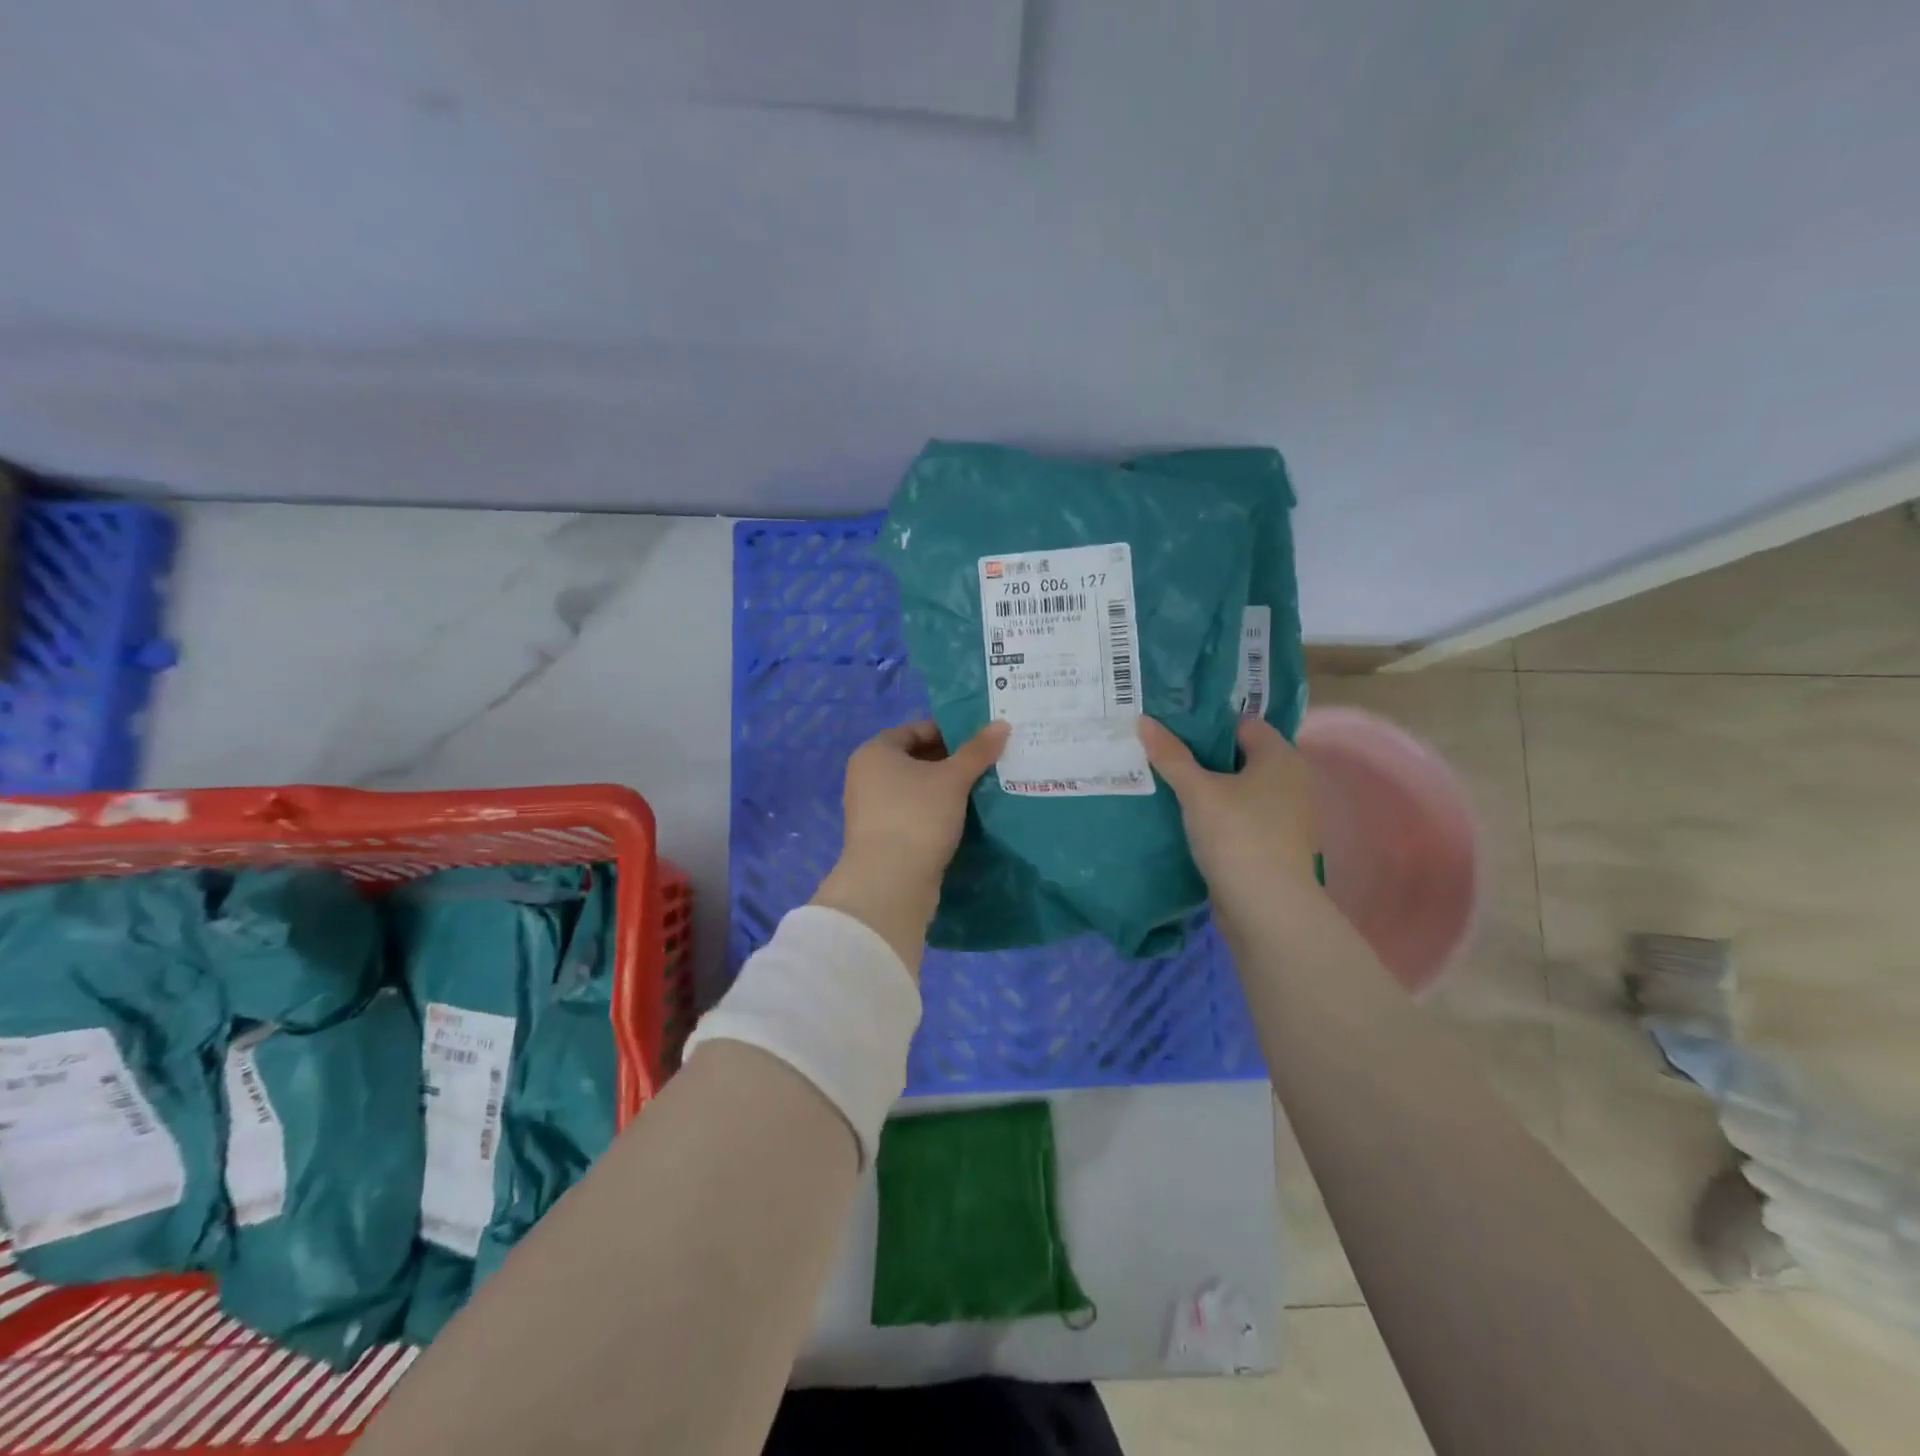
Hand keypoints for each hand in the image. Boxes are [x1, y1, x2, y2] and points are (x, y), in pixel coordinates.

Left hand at [812, 720, 1009, 973]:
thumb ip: (977, 750)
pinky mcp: (883, 838)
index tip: (981, 741)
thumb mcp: (953, 779)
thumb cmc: (917, 816)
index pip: (915, 729)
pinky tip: (964, 818)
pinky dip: (936, 812)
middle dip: (951, 761)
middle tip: (987, 764)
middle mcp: (867, 776)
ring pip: (916, 789)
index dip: (949, 731)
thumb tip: (1002, 724)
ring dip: (945, 789)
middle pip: (915, 759)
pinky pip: (914, 813)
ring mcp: (872, 809)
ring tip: (982, 789)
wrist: (890, 883)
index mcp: (875, 752)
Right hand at [1137, 716, 1318, 914]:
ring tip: (1169, 789)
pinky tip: (1190, 822)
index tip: (1171, 732)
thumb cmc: (1237, 835)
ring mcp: (1288, 817)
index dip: (1206, 726)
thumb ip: (1170, 755)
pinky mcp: (1277, 846)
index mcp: (1282, 757)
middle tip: (1163, 758)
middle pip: (1241, 758)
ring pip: (1241, 791)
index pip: (1242, 725)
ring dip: (1211, 791)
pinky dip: (1221, 817)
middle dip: (1203, 759)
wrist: (1267, 908)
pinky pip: (1244, 818)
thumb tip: (1143, 720)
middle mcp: (1293, 781)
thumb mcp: (1197, 791)